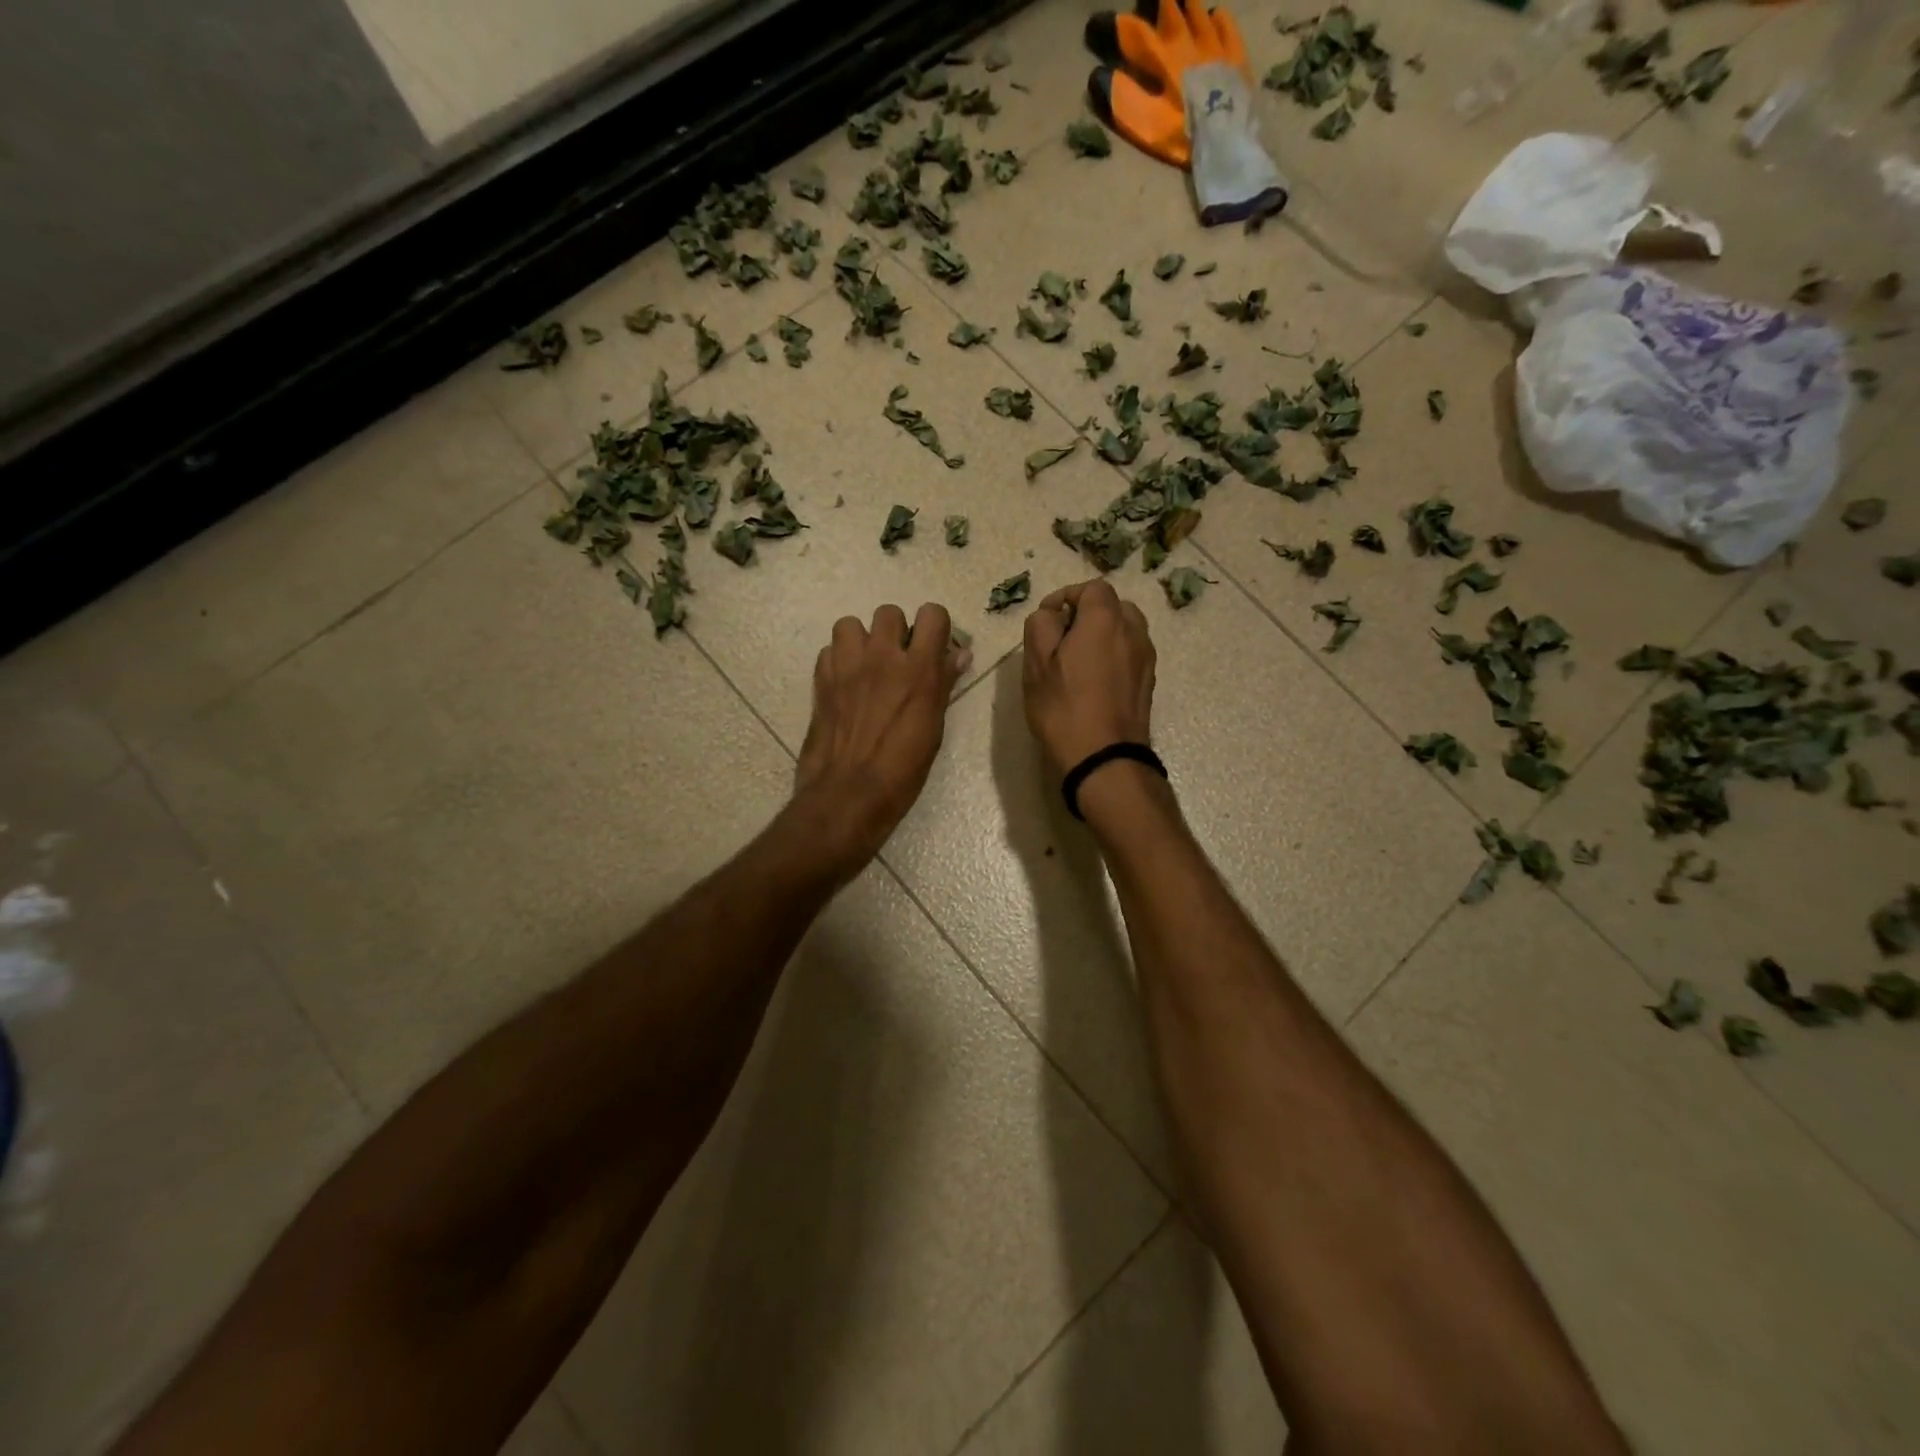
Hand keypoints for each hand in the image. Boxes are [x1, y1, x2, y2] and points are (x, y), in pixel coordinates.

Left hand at [794, 603, 970, 870]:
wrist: (848, 793)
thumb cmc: (902, 770)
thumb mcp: (933, 728)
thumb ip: (943, 684)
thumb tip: (959, 654)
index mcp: (918, 669)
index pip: (932, 614)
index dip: (934, 626)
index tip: (933, 647)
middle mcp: (882, 657)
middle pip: (889, 612)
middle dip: (895, 631)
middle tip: (897, 660)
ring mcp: (846, 666)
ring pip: (850, 624)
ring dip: (860, 640)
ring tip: (865, 666)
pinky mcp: (820, 680)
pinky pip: (828, 651)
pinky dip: (838, 661)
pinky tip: (844, 685)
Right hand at [1022, 579, 1155, 774]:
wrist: (1105, 757)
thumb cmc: (1064, 708)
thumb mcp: (1037, 664)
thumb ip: (1041, 625)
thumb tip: (1052, 615)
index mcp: (1106, 620)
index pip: (1092, 588)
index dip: (1067, 596)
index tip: (1047, 618)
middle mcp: (1134, 631)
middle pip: (1113, 606)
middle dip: (1087, 615)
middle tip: (1062, 639)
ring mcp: (1146, 658)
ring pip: (1125, 631)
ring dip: (1102, 636)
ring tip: (1078, 661)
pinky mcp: (1149, 682)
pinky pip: (1130, 654)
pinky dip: (1114, 656)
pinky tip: (1094, 682)